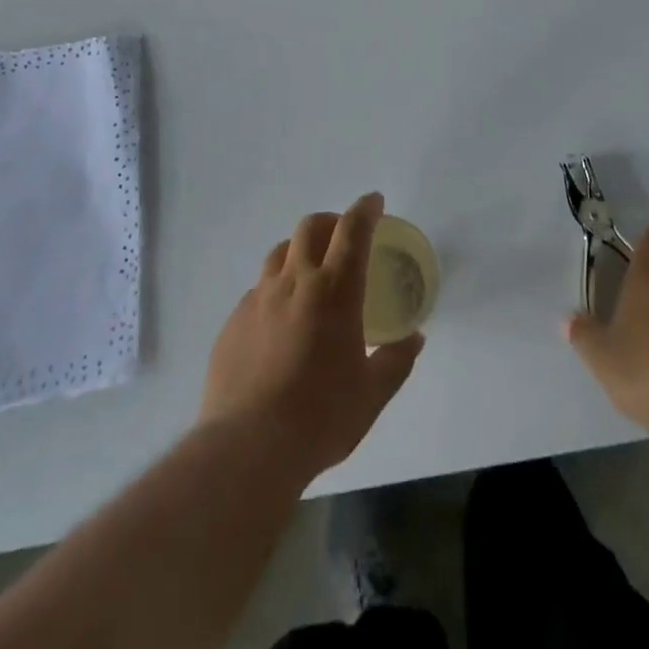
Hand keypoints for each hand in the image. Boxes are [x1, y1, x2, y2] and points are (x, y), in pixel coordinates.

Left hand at [200, 192, 424, 482]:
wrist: (247, 446)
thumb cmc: (320, 417)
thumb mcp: (371, 394)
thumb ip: (396, 361)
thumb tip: (414, 339)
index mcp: (334, 291)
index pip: (352, 231)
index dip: (365, 209)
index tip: (374, 202)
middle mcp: (295, 282)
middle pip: (310, 227)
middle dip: (331, 221)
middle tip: (343, 235)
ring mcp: (258, 298)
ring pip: (279, 252)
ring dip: (299, 249)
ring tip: (310, 272)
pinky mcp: (233, 321)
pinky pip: (258, 289)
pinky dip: (275, 288)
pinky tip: (280, 319)